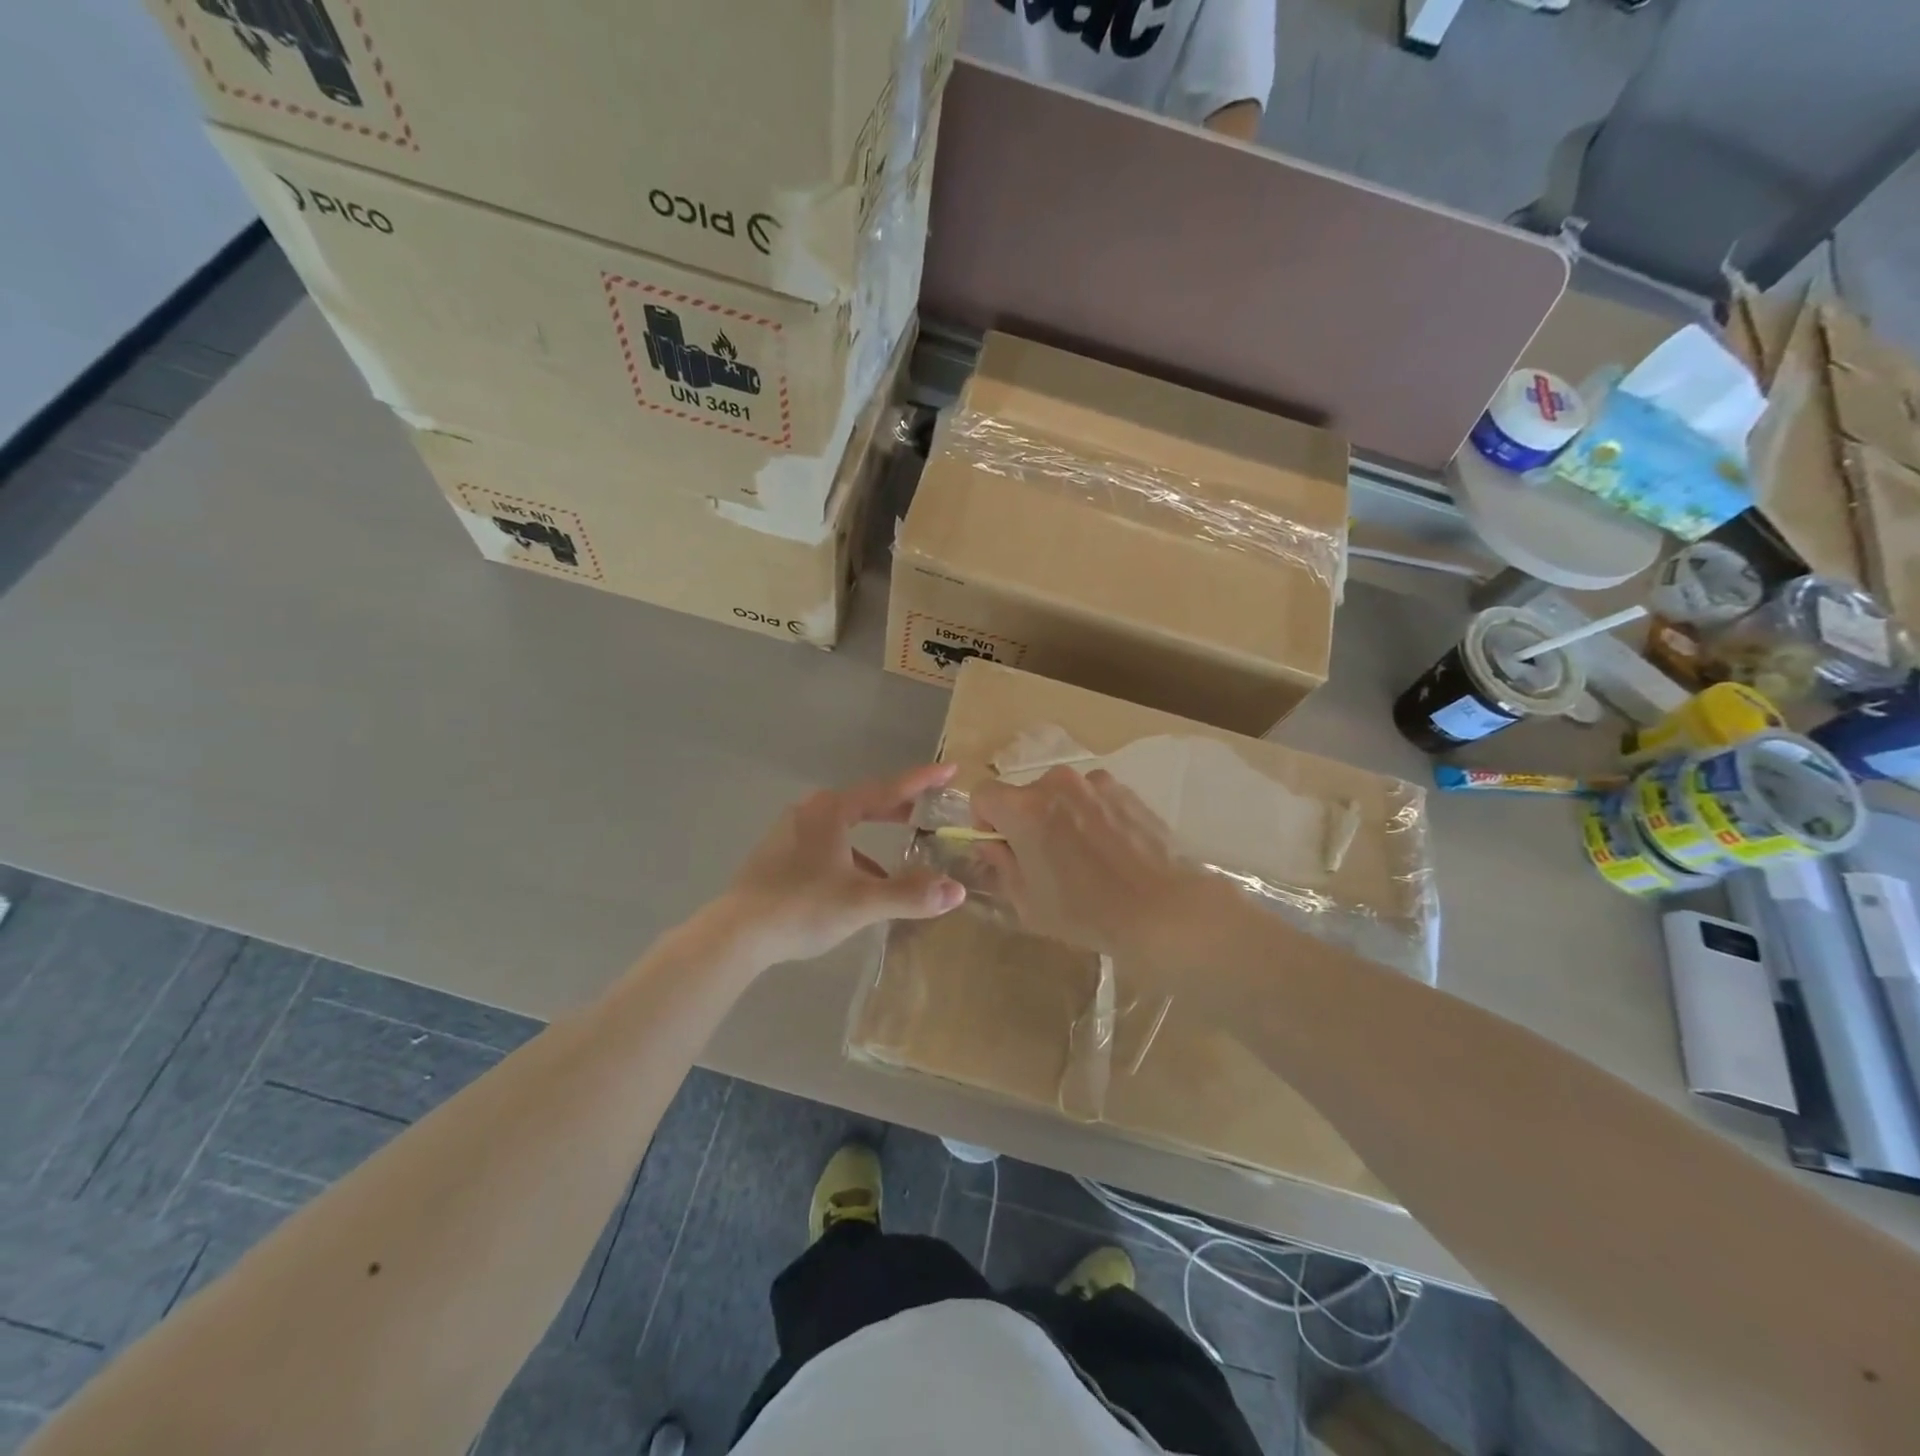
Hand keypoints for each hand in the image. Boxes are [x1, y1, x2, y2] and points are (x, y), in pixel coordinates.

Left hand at [720, 764, 966, 967]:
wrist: (736, 934)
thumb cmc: (802, 907)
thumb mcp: (862, 902)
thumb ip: (910, 894)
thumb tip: (956, 890)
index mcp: (831, 811)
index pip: (887, 790)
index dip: (921, 781)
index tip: (949, 769)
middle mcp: (810, 812)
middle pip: (864, 803)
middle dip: (897, 807)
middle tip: (926, 810)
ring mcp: (789, 832)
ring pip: (843, 825)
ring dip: (872, 836)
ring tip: (896, 859)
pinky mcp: (778, 855)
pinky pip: (826, 843)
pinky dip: (850, 854)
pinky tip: (857, 884)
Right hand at [970, 766, 1227, 963]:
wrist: (1164, 908)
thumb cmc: (1087, 912)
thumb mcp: (1028, 902)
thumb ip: (1000, 865)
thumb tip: (992, 845)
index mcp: (1024, 808)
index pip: (982, 794)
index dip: (984, 821)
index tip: (1002, 848)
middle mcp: (1056, 783)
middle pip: (1023, 794)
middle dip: (1024, 820)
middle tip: (1043, 858)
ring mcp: (1094, 782)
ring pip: (1060, 795)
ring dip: (1059, 816)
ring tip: (1083, 855)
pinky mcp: (1125, 790)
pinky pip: (1091, 797)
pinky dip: (1090, 815)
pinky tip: (1111, 850)